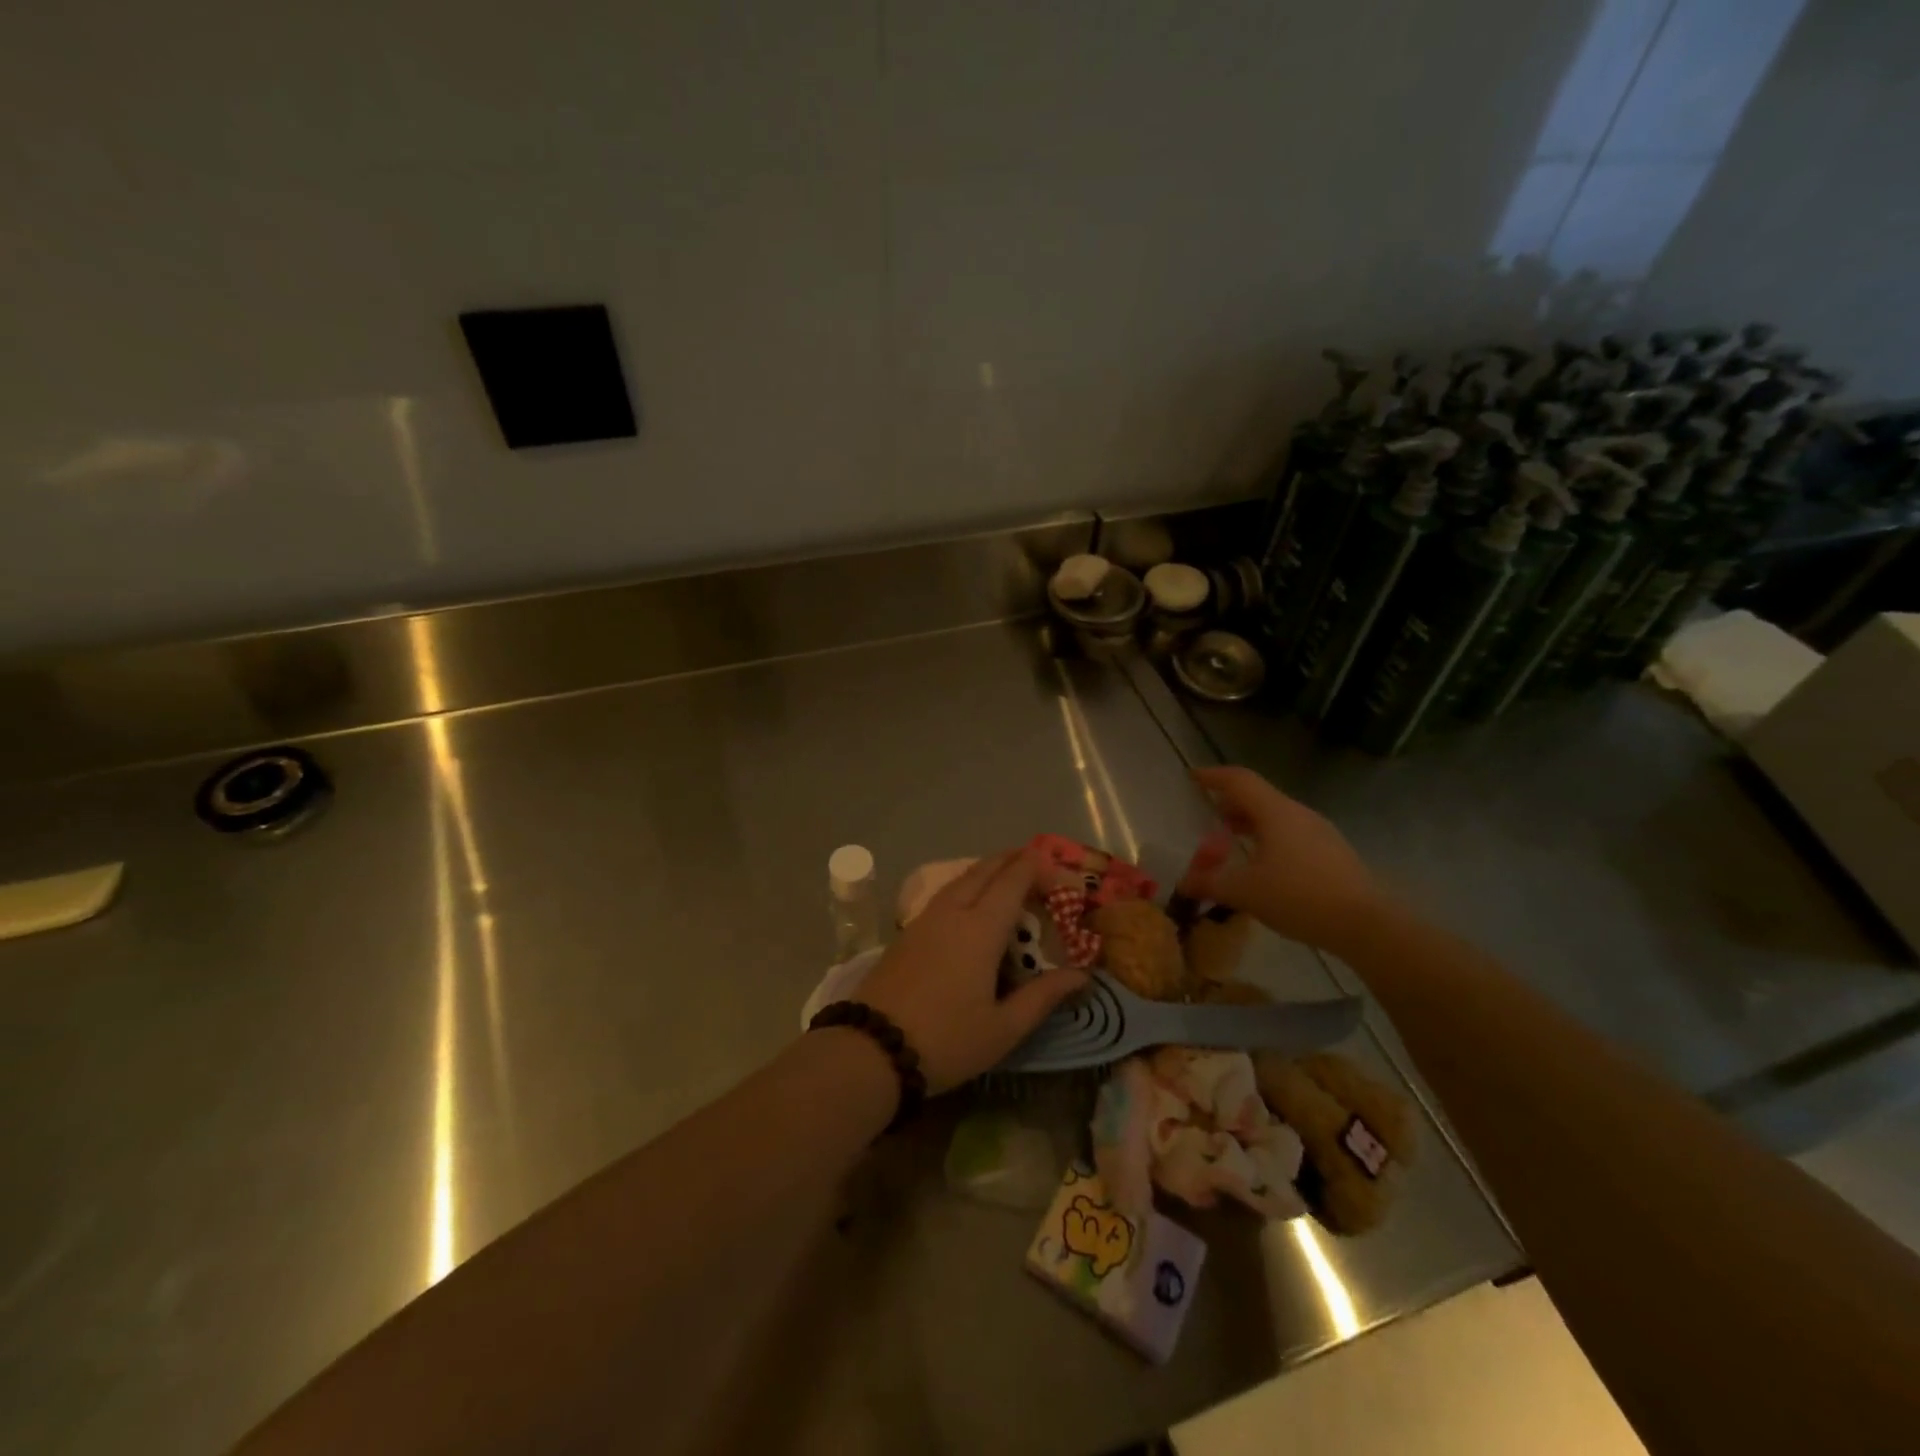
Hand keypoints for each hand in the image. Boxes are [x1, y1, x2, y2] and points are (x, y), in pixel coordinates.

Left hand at [858, 849, 1086, 1092]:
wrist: (871, 1049)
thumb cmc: (946, 1040)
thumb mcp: (1003, 1028)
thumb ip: (1043, 997)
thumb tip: (1082, 975)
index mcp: (980, 928)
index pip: (1013, 881)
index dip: (1037, 868)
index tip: (1059, 869)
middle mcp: (953, 912)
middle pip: (984, 870)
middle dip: (1012, 860)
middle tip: (1036, 862)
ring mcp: (925, 919)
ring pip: (961, 879)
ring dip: (987, 870)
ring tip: (1007, 875)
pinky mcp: (907, 932)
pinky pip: (945, 894)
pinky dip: (967, 885)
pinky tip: (971, 902)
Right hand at [1183, 767, 1389, 956]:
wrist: (1366, 924)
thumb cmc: (1299, 897)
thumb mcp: (1245, 892)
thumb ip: (1210, 883)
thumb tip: (1183, 883)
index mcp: (1276, 812)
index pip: (1239, 780)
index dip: (1213, 776)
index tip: (1192, 777)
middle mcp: (1299, 814)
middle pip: (1259, 797)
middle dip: (1231, 803)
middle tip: (1209, 816)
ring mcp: (1320, 832)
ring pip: (1277, 816)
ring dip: (1251, 823)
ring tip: (1232, 842)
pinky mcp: (1332, 853)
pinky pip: (1292, 834)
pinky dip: (1270, 839)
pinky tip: (1264, 866)